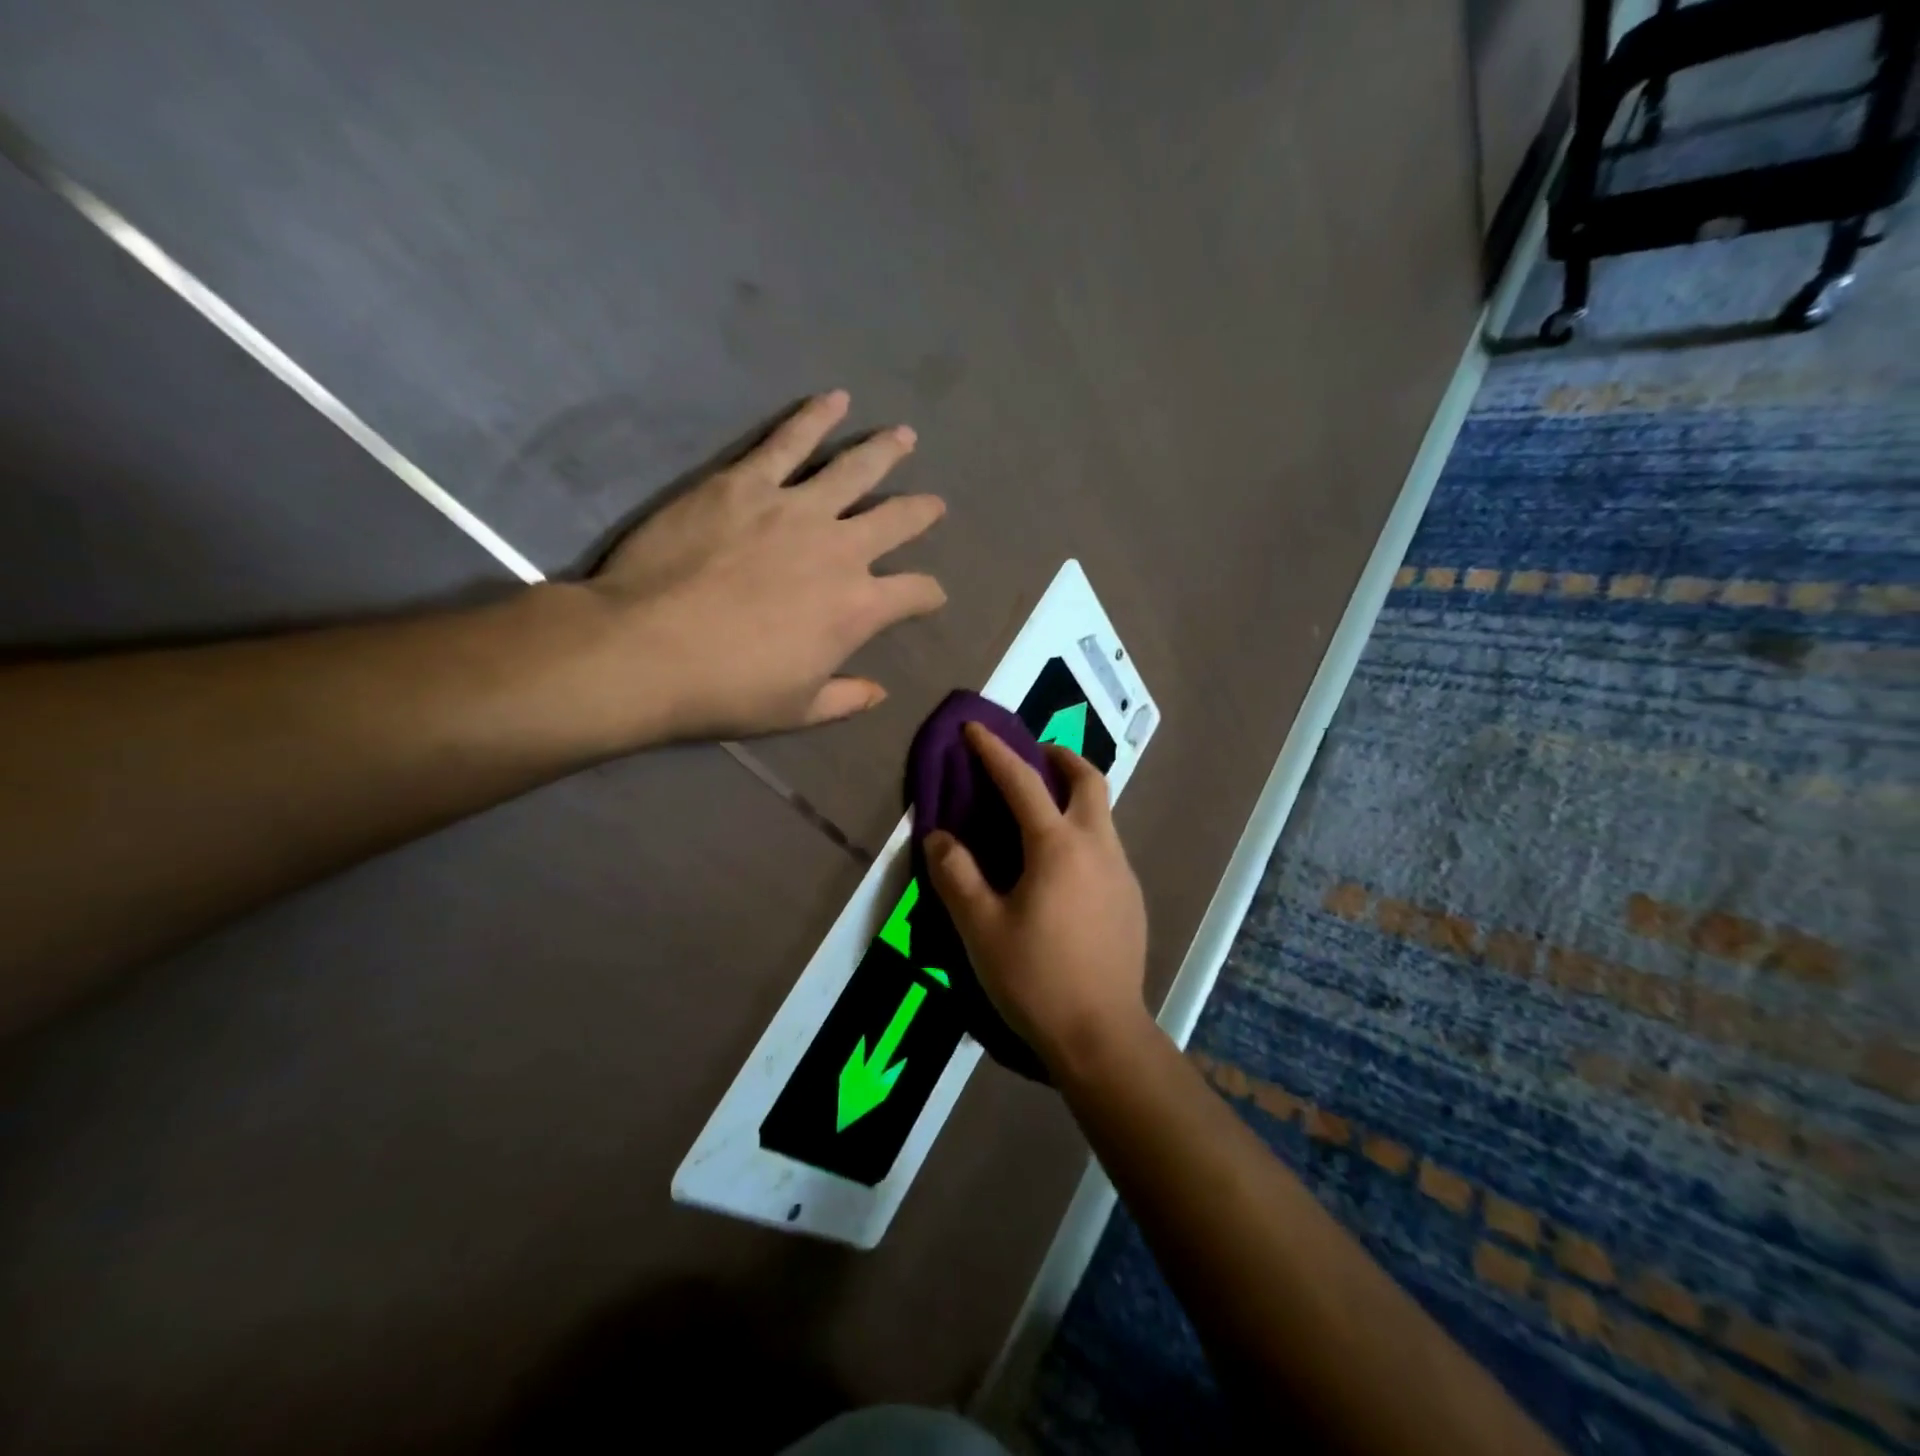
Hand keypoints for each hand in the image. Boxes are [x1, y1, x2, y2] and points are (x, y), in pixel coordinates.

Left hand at [578, 390, 946, 743]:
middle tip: (934, 504)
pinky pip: (788, 441)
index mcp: (858, 608)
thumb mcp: (798, 710)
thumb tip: (880, 692)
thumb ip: (846, 698)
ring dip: (884, 451)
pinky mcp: (745, 483)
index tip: (931, 596)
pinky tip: (834, 399)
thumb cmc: (728, 689)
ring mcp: (794, 509)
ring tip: (904, 436)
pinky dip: (814, 418)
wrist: (647, 650)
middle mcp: (841, 549)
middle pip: (897, 520)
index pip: (915, 593)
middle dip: (921, 512)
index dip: (929, 595)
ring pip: (854, 469)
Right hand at [924, 721, 1151, 1075]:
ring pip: (1103, 812)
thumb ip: (956, 876)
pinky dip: (1083, 831)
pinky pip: (1107, 845)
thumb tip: (939, 837)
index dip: (995, 751)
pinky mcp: (1131, 898)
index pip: (1023, 781)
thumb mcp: (980, 928)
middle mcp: (1097, 846)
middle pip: (1089, 779)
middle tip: (1031, 758)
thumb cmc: (1034, 978)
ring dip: (1074, 795)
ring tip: (1040, 812)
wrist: (1101, 1035)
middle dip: (1059, 757)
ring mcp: (1121, 872)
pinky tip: (1060, 868)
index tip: (975, 728)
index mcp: (1058, 846)